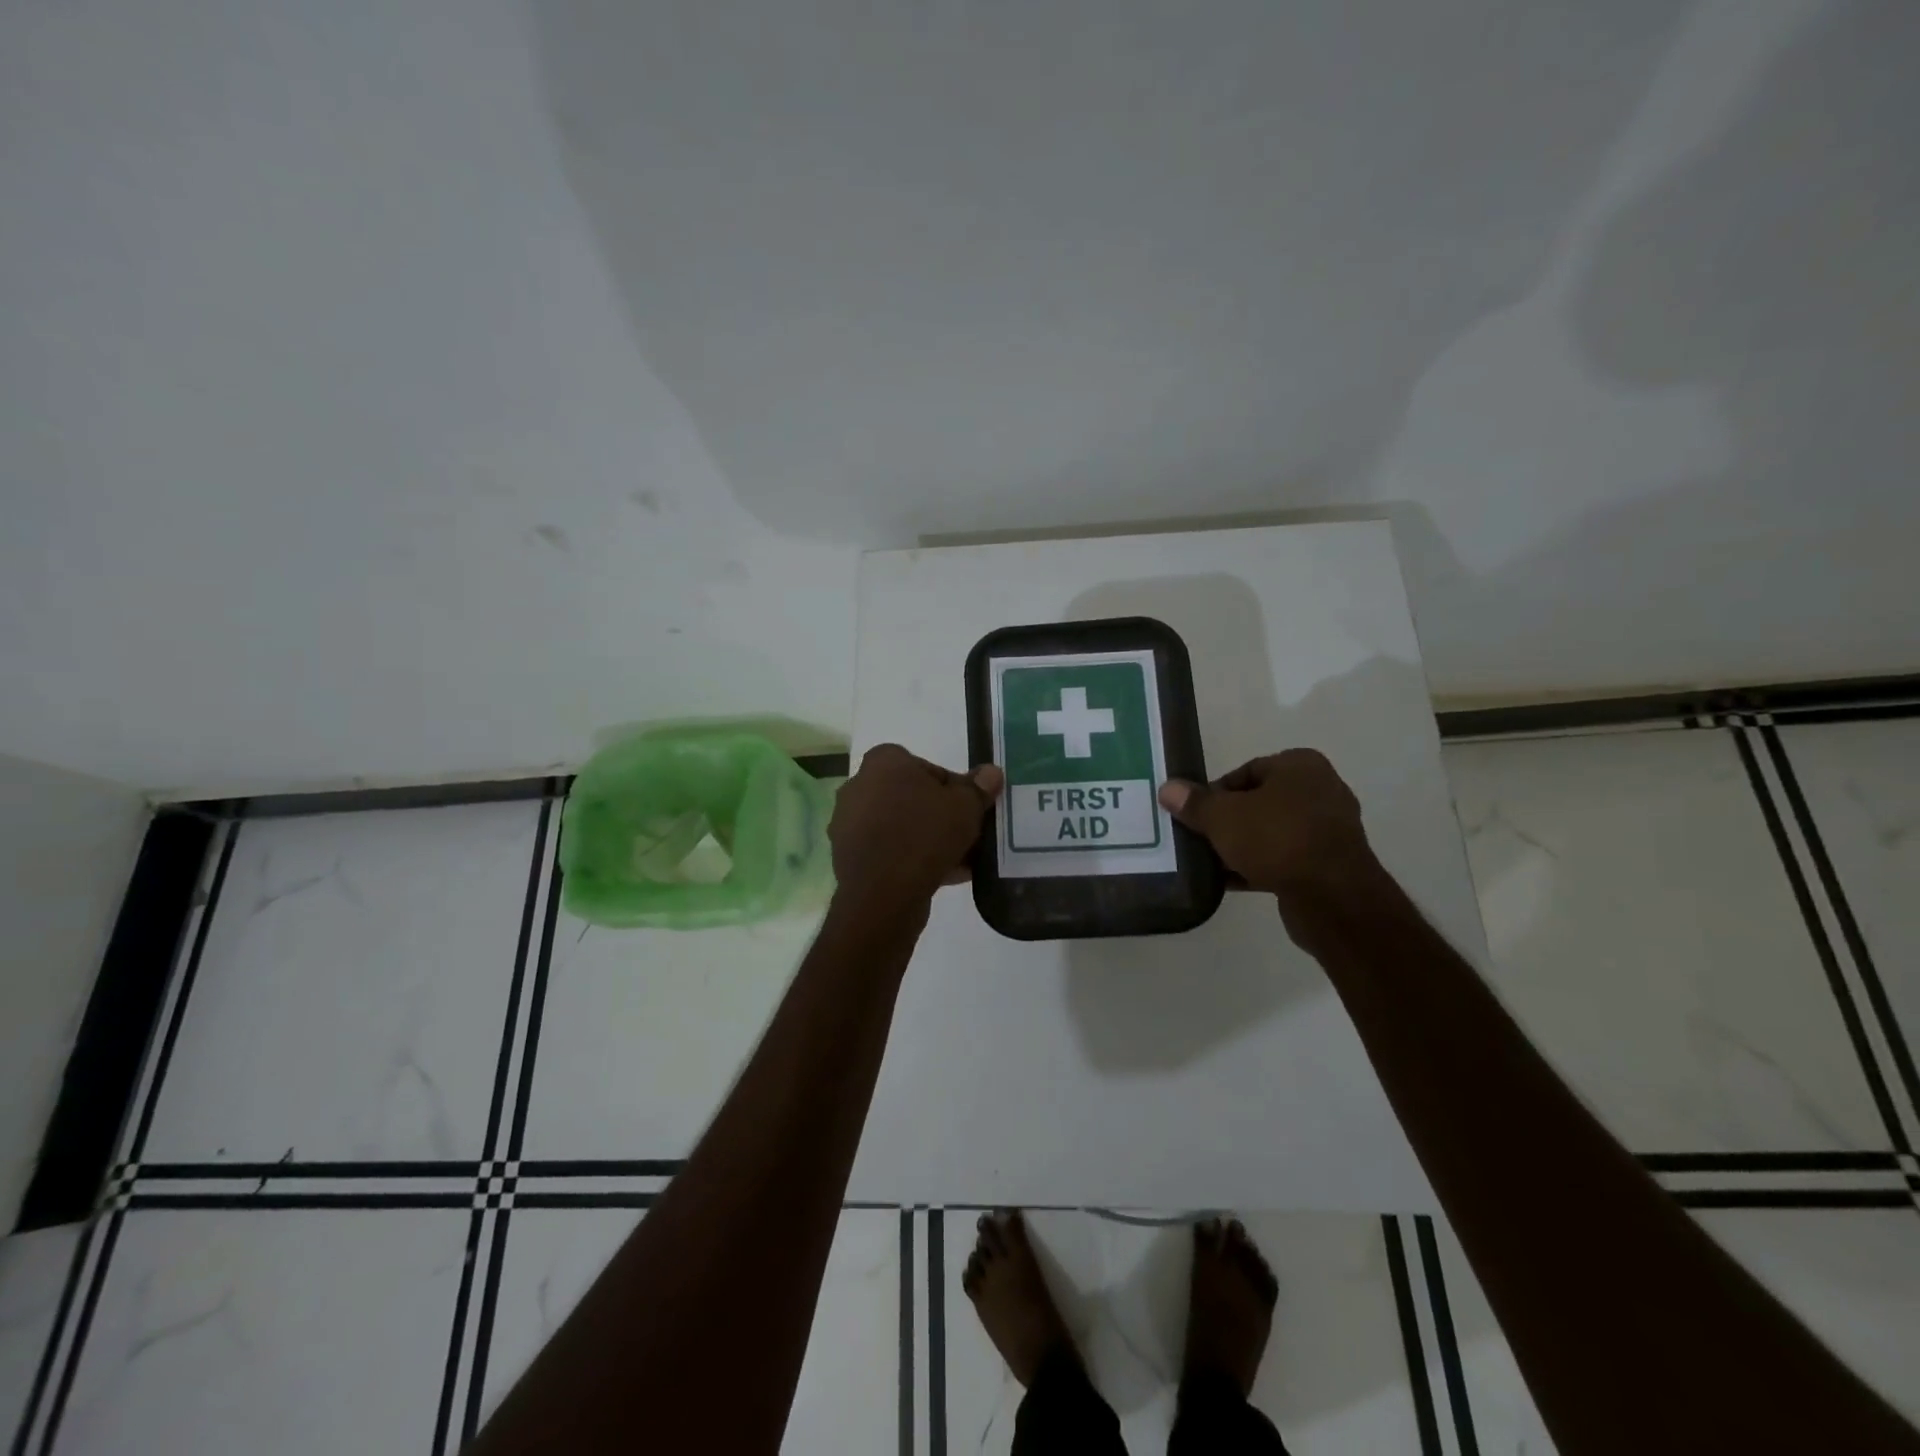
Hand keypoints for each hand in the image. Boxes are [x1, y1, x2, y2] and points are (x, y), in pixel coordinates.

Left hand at [829, 744, 1004, 905]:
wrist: (881, 893)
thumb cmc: (924, 834)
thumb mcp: (965, 807)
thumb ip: (978, 788)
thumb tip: (991, 772)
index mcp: (883, 762)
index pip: (928, 768)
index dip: (956, 789)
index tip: (971, 809)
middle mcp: (860, 786)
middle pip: (914, 798)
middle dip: (941, 816)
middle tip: (968, 835)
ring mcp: (851, 824)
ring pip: (903, 827)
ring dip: (930, 840)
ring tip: (963, 860)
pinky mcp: (850, 857)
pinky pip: (891, 852)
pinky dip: (914, 860)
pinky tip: (944, 876)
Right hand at [1157, 749, 1375, 900]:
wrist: (1332, 897)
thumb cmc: (1277, 839)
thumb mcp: (1223, 817)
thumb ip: (1194, 803)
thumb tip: (1168, 788)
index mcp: (1300, 766)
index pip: (1245, 771)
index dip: (1215, 793)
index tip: (1195, 815)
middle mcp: (1320, 790)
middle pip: (1258, 802)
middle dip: (1227, 821)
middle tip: (1199, 838)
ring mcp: (1329, 829)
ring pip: (1271, 832)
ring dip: (1241, 846)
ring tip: (1210, 862)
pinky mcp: (1329, 864)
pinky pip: (1285, 859)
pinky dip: (1259, 866)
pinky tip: (1230, 882)